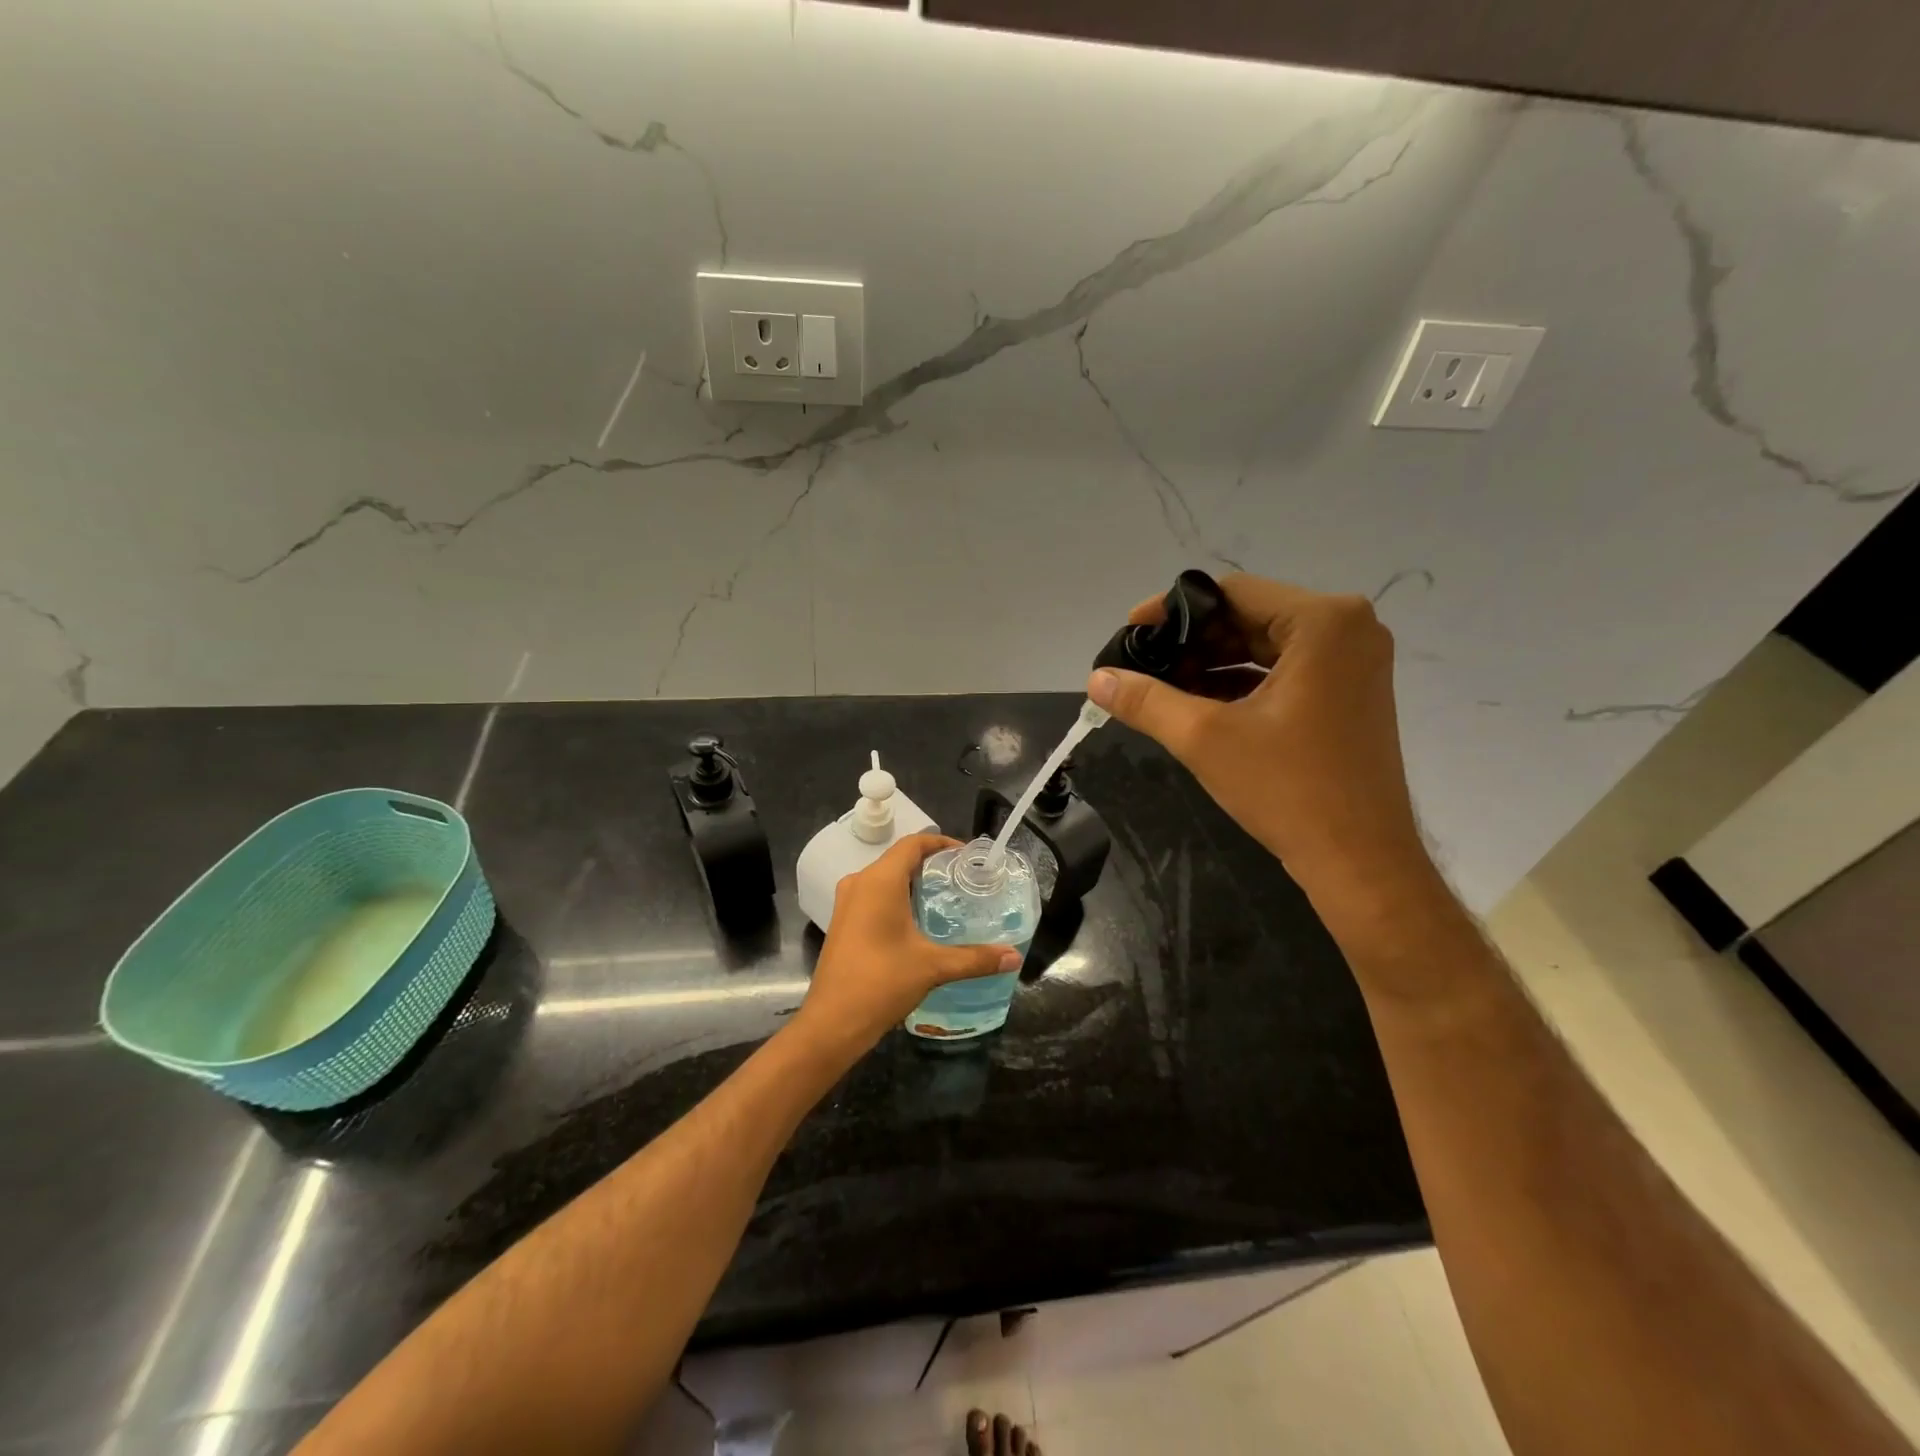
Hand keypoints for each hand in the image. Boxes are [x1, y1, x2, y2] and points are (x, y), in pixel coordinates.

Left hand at [794, 833, 1018, 1052]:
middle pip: (899, 859)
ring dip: (914, 883)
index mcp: (880, 881)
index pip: (913, 844)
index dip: (941, 843)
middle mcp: (860, 883)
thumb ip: (975, 958)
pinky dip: (898, 899)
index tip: (968, 857)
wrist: (832, 1023)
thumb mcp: (933, 967)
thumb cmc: (882, 982)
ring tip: (946, 899)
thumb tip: (1014, 956)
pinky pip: (874, 896)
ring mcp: (847, 903)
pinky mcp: (843, 923)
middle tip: (964, 880)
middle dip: (931, 865)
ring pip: (885, 879)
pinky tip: (919, 923)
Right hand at [1088, 575, 1428, 906]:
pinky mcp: (1349, 693)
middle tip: (1141, 666)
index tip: (1130, 633)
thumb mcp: (1204, 738)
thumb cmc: (1287, 789)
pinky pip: (1283, 671)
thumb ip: (1145, 700)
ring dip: (1212, 665)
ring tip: (1161, 688)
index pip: (1232, 592)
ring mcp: (1354, 662)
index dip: (1173, 610)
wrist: (1360, 861)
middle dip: (1192, 643)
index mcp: (1323, 622)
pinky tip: (1198, 706)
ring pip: (1264, 645)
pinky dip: (1240, 684)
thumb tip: (1096, 678)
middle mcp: (1348, 629)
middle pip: (1248, 616)